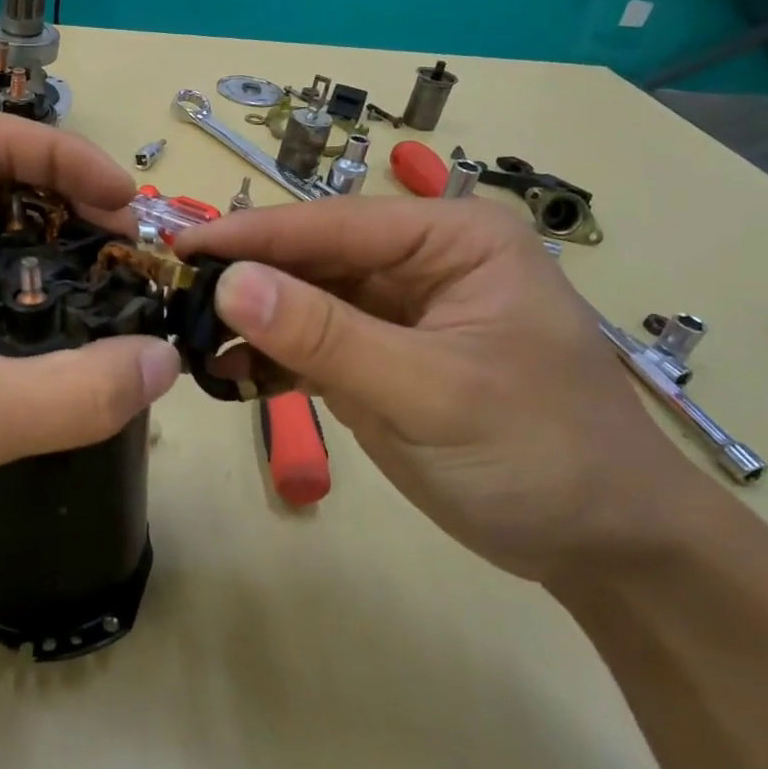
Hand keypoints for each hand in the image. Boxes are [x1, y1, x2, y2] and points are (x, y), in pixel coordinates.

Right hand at [174, 198, 709, 582]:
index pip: (333, 223)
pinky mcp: (376, 360)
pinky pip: (308, 345)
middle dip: (244, 280)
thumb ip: (328, 336)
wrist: (598, 545)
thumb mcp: (432, 391)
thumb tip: (231, 282)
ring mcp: (393, 314)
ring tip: (188, 339)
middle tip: (169, 297)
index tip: (178, 246)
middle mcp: (418, 262)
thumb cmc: (540, 452)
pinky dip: (267, 358)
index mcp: (450, 239)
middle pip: (310, 258)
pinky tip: (226, 373)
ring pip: (301, 301)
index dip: (253, 235)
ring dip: (249, 321)